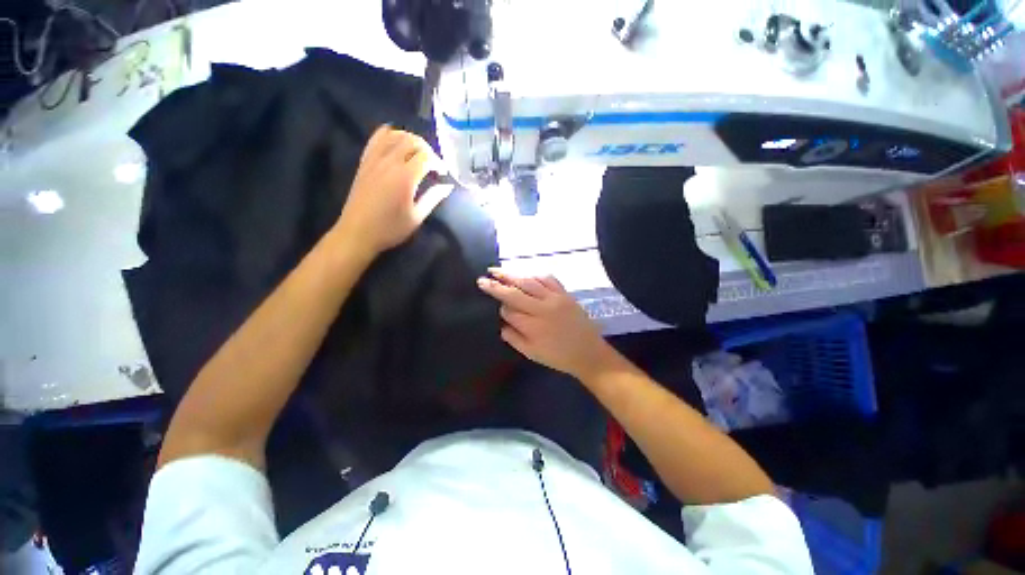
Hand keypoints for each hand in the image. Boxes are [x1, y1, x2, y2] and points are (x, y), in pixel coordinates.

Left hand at [335, 125, 451, 258]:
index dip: (438, 162)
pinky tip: (395, 141)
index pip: (426, 157)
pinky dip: (388, 135)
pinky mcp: (364, 162)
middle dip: (426, 148)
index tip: (443, 173)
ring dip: (409, 138)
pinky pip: (376, 139)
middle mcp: (390, 162)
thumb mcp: (417, 217)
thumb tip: (448, 186)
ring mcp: (374, 160)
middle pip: (411, 141)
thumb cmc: (391, 228)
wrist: (358, 232)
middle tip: (433, 162)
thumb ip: (433, 198)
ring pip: (394, 135)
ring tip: (417, 151)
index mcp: (405, 177)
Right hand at [477, 269, 618, 379]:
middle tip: (483, 278)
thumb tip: (502, 322)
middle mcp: (542, 308)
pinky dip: (534, 275)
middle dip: (497, 285)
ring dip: (511, 275)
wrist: (589, 353)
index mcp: (533, 326)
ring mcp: (555, 298)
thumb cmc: (558, 357)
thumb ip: (514, 338)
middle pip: (515, 292)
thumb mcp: (532, 354)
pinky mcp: (565, 294)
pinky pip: (548, 279)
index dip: (502, 309)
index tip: (500, 309)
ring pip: (529, 282)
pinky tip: (526, 275)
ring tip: (497, 271)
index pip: (509, 311)